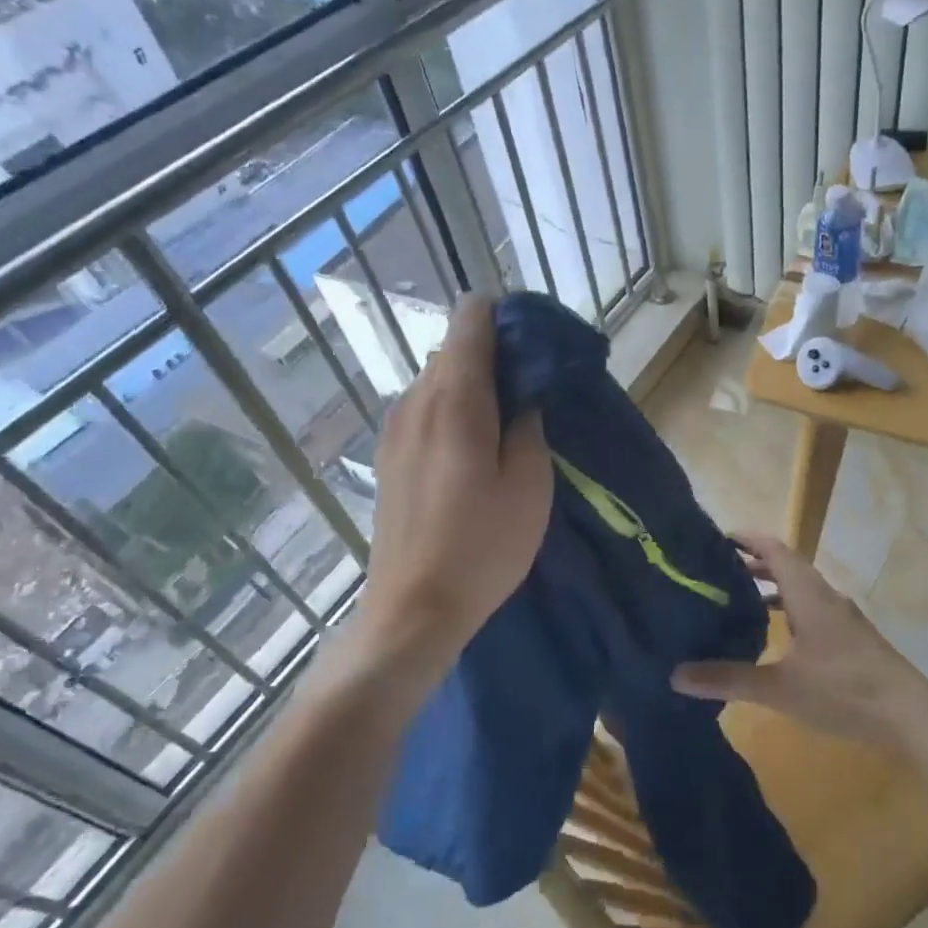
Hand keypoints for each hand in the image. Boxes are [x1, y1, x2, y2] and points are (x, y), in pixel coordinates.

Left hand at [346, 296, 551, 694]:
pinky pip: (425, 408)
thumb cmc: (483, 546)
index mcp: (454, 398)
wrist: (413, 610)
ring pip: (439, 379)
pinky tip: (475, 452)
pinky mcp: (389, 454)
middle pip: (456, 348)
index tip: (538, 345)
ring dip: (476, 386)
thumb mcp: (530, 483)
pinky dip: (455, 410)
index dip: (507, 317)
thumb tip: (526, 389)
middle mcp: (415, 399)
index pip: (471, 318)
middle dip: (497, 355)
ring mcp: (394, 427)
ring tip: (509, 425)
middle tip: (535, 393)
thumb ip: (529, 422)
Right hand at [670, 534, 927, 745]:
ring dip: (771, 588)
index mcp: (808, 593)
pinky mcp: (851, 638)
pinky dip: (788, 610)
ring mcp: (842, 617)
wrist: (909, 715)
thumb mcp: (780, 687)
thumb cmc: (843, 689)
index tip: (716, 538)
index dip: (746, 539)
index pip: (774, 548)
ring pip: (800, 589)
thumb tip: (675, 675)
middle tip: (715, 571)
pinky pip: (811, 609)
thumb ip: (729, 678)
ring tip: (737, 600)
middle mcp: (825, 596)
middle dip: (752, 564)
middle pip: (786, 565)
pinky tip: (775, 637)